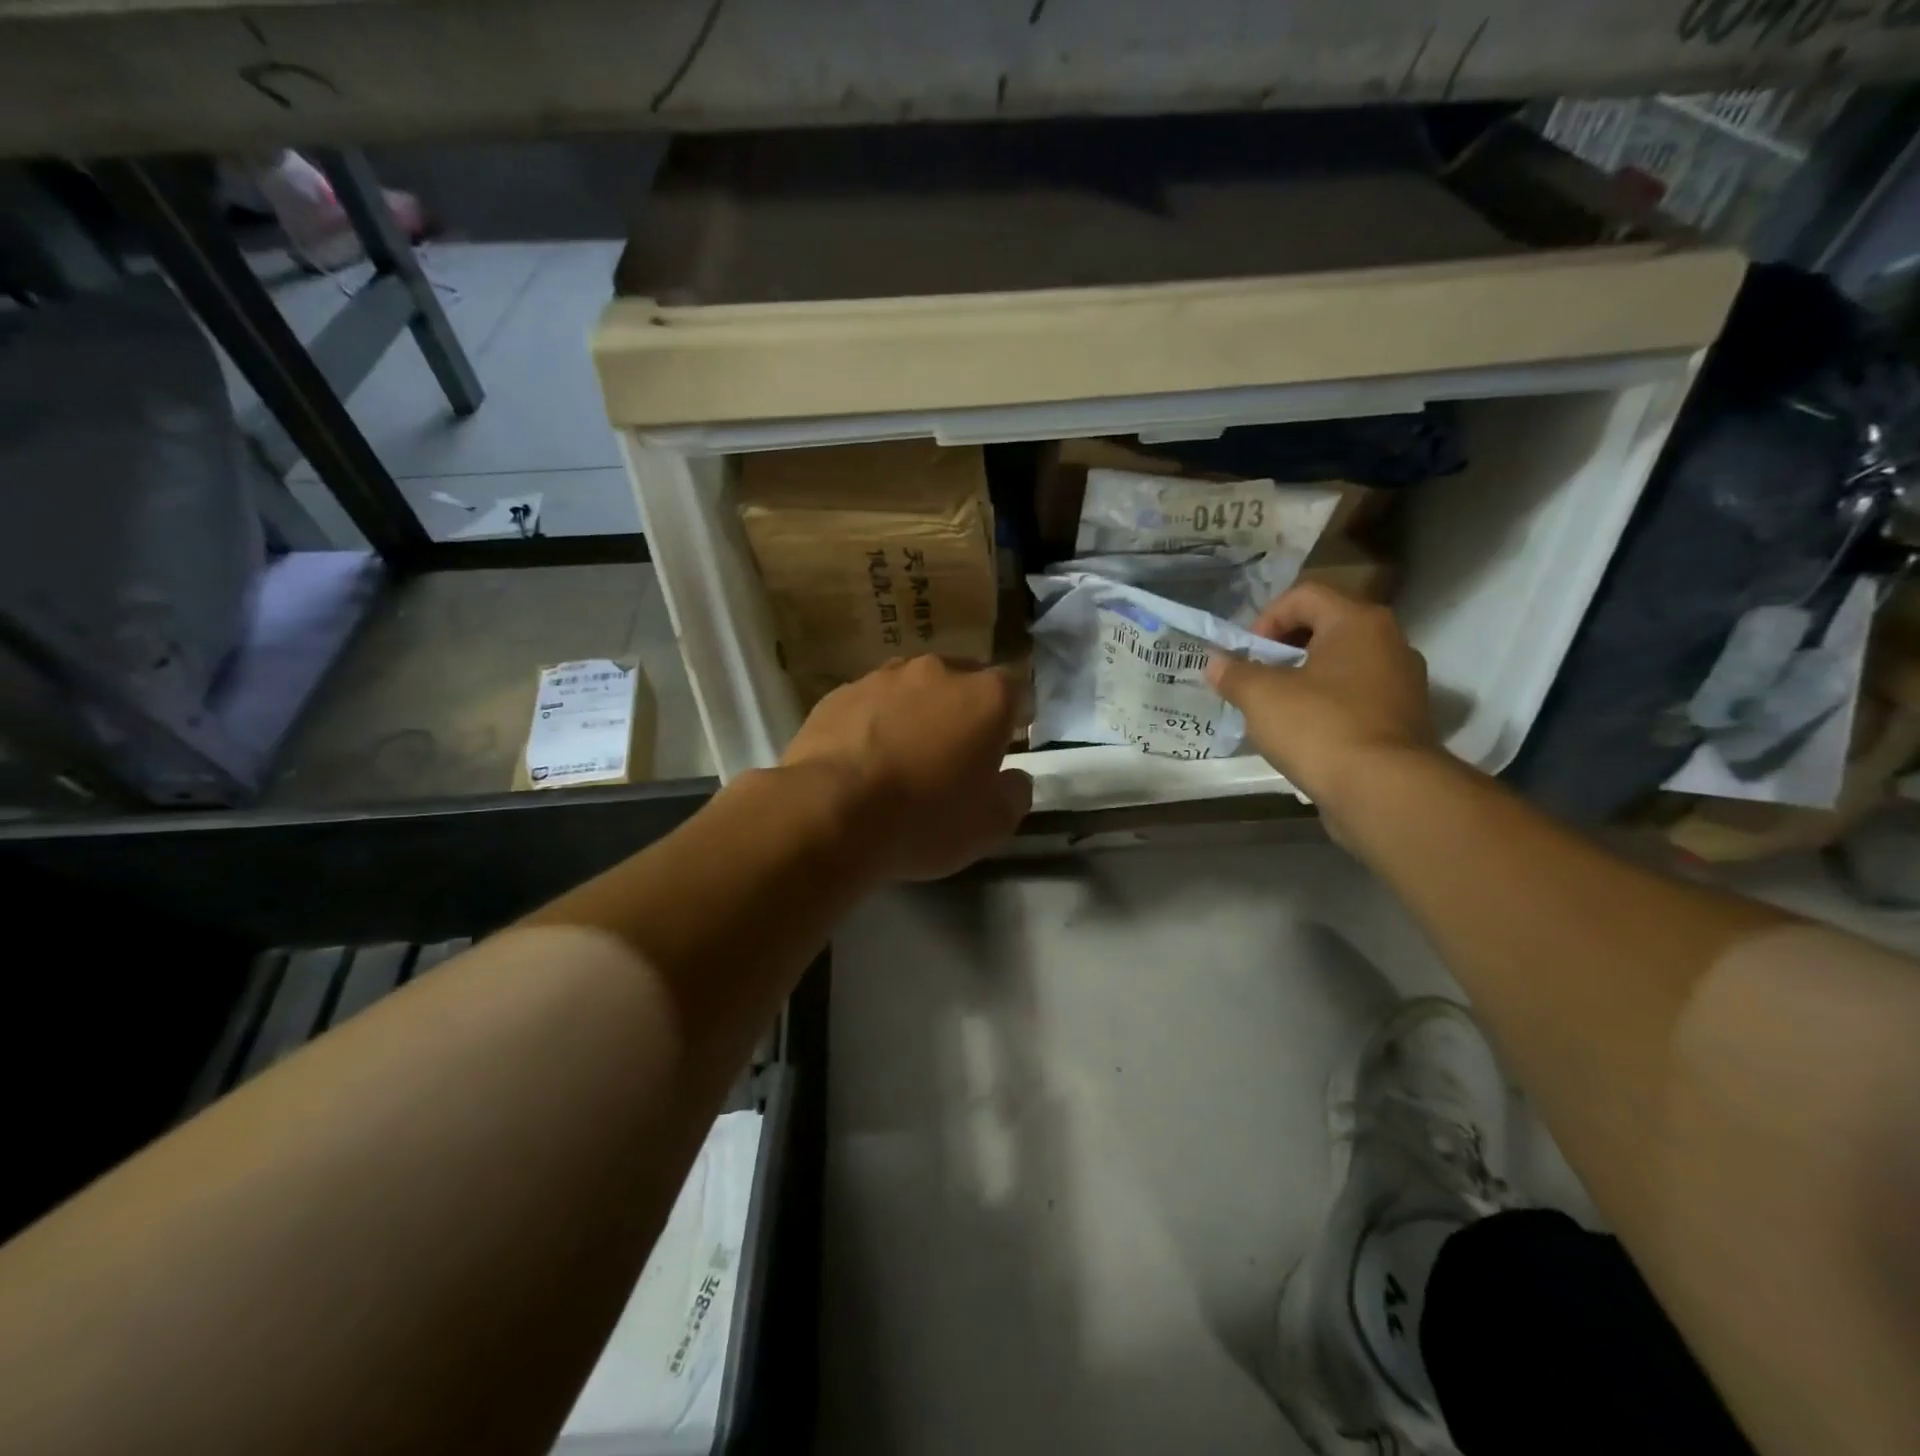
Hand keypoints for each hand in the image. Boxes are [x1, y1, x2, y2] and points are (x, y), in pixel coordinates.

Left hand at [781, 655, 1032, 880]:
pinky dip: (873, 723)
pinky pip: (869, 704)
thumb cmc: (926, 818)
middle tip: (954, 752)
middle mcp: (938, 671)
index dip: (1012, 716)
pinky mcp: (839, 693)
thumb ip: (1015, 793)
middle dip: (962, 710)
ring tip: (903, 755)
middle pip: (961, 681)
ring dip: (915, 713)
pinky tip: (862, 759)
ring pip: (912, 688)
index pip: (1014, 689)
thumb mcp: (992, 824)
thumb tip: (1013, 778)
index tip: (1004, 744)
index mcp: (986, 696)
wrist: (831, 811)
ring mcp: (883, 677)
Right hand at [1207, 583, 1437, 805]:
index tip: (1247, 654)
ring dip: (1305, 681)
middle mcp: (1389, 642)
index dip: (1265, 618)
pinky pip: (1356, 700)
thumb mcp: (1261, 696)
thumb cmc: (1319, 727)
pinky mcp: (1404, 721)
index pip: (1304, 595)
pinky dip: (1327, 708)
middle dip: (1283, 651)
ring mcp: (1402, 684)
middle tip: (1257, 679)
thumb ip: (1234, 673)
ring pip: (1342, 667)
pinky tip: (1305, 736)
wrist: (1384, 791)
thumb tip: (1216, 662)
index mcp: (1358, 622)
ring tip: (1276, 710)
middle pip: (1325, 629)